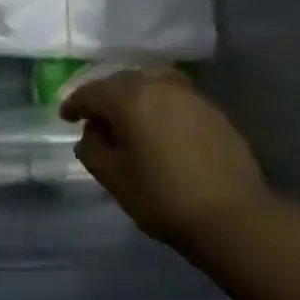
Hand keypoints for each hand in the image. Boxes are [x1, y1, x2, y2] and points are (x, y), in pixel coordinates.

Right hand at [62, 68, 273, 258]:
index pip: (92, 93)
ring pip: (151, 85)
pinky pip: (175, 98)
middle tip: (97, 119)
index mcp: (129, 98)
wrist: (234, 216)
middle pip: (122, 83)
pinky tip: (162, 128)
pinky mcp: (212, 110)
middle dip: (105, 98)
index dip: (75, 104)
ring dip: (135, 98)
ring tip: (131, 120)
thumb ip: (93, 150)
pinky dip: (161, 106)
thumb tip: (92, 134)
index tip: (65, 117)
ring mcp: (189, 95)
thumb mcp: (115, 180)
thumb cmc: (164, 198)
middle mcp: (157, 85)